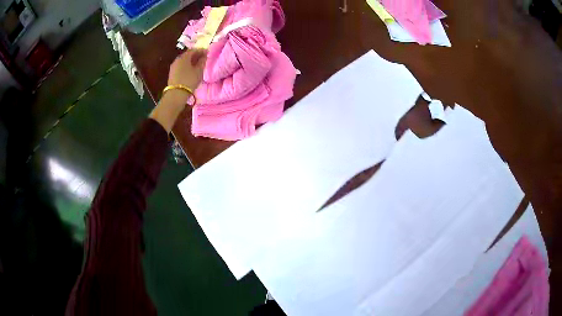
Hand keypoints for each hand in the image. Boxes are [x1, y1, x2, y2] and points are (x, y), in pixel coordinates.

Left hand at [150, 50, 207, 132]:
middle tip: (203, 58)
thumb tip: (204, 56)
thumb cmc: (189, 81)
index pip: (193, 50)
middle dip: (196, 55)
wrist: (176, 95)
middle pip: (187, 55)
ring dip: (191, 61)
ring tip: (197, 65)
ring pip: (184, 61)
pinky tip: (191, 70)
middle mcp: (177, 60)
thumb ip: (202, 62)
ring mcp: (173, 67)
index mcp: (184, 57)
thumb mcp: (198, 71)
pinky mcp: (172, 74)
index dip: (201, 50)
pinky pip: (181, 66)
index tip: (207, 52)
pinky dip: (186, 66)